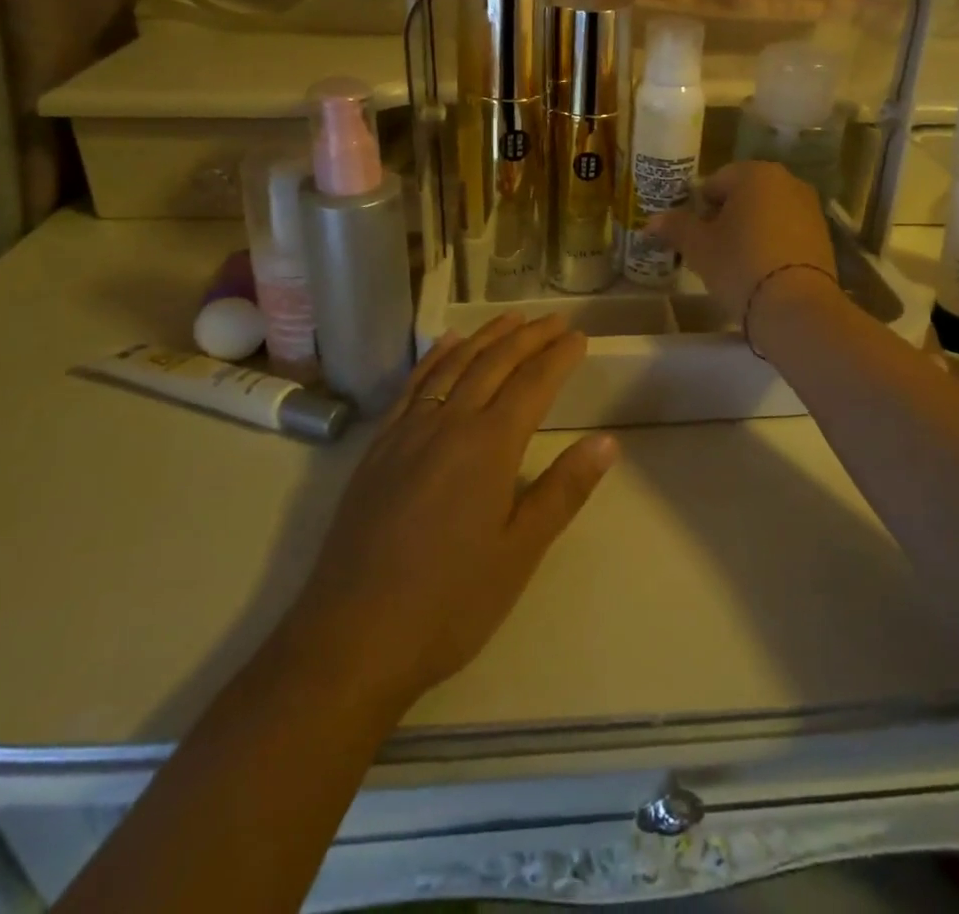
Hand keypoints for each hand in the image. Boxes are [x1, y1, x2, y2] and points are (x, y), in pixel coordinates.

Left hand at [286, 314, 616, 712]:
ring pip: (453, 365)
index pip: (533, 383)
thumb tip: (607, 442)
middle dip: (528, 336)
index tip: (580, 337)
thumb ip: (563, 491)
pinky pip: (412, 385)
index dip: (558, 356)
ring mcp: (406, 432)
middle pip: (494, 363)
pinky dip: (435, 357)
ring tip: (511, 318)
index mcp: (488, 446)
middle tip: (555, 320)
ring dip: (486, 337)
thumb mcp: (519, 553)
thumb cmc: (449, 603)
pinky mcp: (378, 448)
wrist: (351, 639)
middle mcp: (447, 423)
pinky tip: (446, 345)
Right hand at [648, 161, 838, 328]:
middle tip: (711, 249)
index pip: (715, 182)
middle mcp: (787, 181)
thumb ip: (675, 227)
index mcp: (755, 173)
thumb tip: (651, 221)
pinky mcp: (823, 235)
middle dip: (725, 217)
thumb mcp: (698, 247)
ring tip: (736, 263)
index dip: (699, 208)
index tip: (693, 236)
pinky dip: (772, 244)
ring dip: (749, 230)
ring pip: (767, 213)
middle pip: (743, 195)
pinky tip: (762, 271)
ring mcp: (810, 207)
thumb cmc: (739, 265)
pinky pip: (787, 231)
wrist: (796, 307)